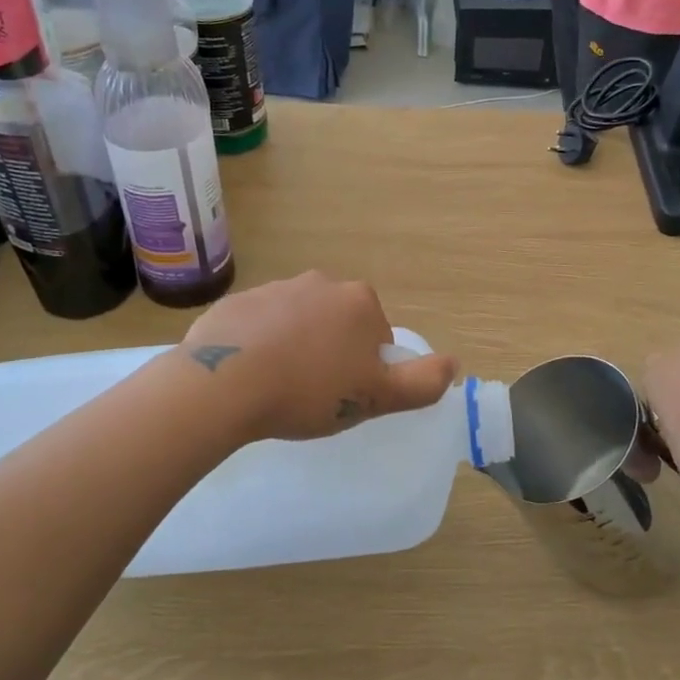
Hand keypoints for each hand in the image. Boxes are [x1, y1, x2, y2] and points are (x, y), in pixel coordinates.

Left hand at [179, 271, 456, 442]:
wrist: (225, 384)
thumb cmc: (310, 390)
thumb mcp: (376, 397)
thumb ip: (422, 382)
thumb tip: (455, 363)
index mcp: (359, 301)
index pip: (377, 337)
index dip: (365, 370)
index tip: (345, 395)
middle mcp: (321, 283)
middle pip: (339, 324)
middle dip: (332, 353)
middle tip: (314, 393)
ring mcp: (275, 288)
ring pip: (299, 322)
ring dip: (297, 347)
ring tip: (279, 387)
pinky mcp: (236, 302)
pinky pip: (260, 326)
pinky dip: (260, 345)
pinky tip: (249, 375)